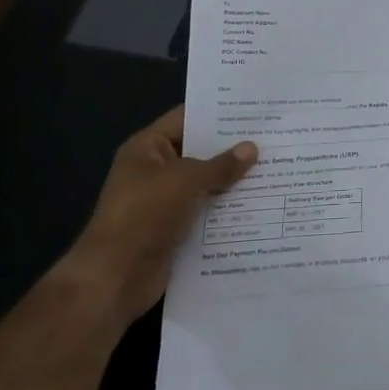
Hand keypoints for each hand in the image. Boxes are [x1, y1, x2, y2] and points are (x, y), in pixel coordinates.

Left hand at [57, 106, 256, 329]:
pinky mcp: (174, 230)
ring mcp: (164, 202)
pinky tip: (259, 204)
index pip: (186, 118)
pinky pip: (205, 213)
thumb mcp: (186, 180)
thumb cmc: (144, 214)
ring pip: (205, 184)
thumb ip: (221, 165)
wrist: (114, 279)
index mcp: (147, 148)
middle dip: (232, 148)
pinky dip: (227, 210)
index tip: (253, 110)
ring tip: (274, 168)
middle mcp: (155, 171)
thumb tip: (252, 148)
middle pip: (199, 152)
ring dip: (233, 182)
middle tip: (272, 138)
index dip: (218, 113)